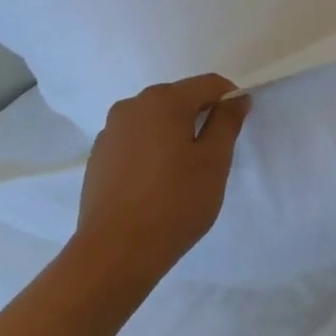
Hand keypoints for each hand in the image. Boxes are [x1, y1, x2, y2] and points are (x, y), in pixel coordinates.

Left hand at [76, 74, 251, 275]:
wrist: (116, 251)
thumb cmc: (175, 202)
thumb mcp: (214, 162)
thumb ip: (227, 122)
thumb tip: (235, 98)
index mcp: (163, 100)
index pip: (209, 84)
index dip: (230, 100)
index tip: (237, 128)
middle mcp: (132, 105)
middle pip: (179, 98)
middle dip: (201, 117)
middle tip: (213, 156)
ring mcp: (110, 131)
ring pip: (155, 120)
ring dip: (174, 134)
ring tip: (183, 173)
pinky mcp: (98, 156)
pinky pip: (135, 141)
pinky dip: (152, 150)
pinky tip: (156, 184)